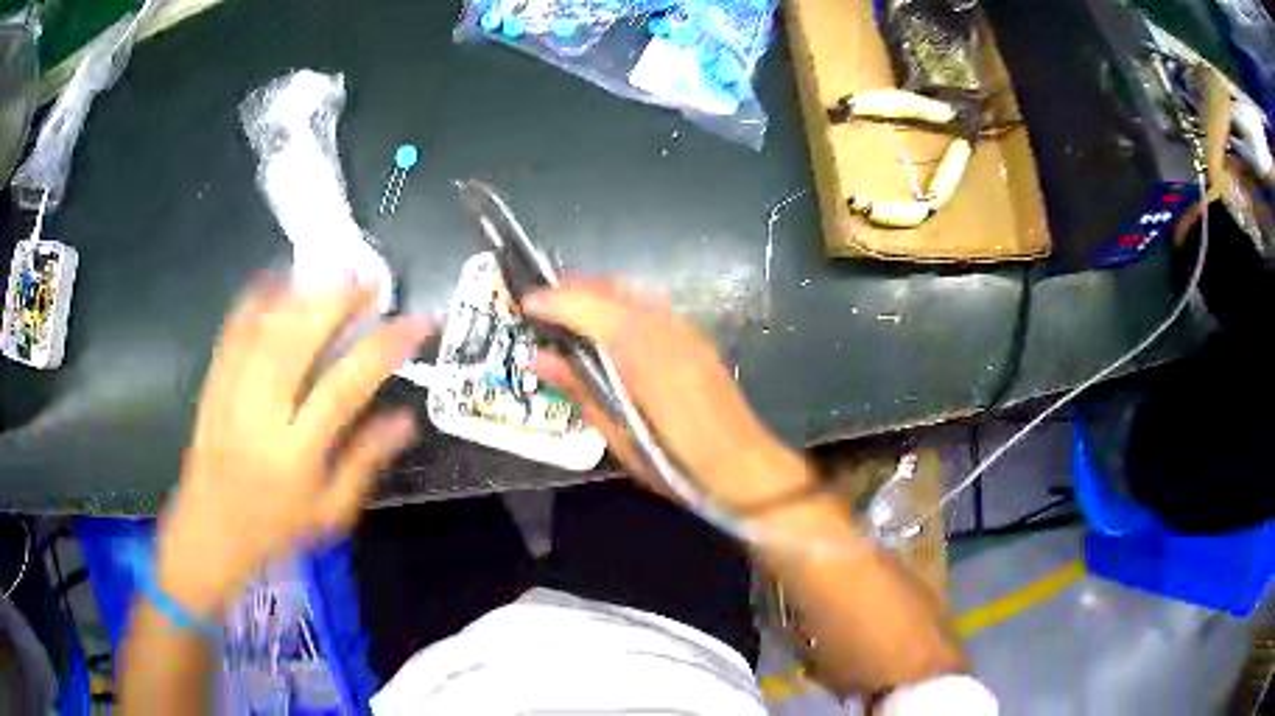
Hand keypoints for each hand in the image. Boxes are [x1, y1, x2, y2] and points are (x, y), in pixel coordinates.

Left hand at [155, 278, 432, 616]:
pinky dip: (259, 296)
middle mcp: (261, 414)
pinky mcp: (213, 380)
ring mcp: (232, 391)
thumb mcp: (330, 512)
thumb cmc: (275, 528)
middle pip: (299, 340)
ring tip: (336, 273)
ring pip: (267, 326)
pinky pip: (235, 329)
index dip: (385, 346)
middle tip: (371, 279)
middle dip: (338, 300)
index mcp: (296, 453)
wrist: (209, 530)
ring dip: (305, 292)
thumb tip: (407, 419)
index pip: (345, 386)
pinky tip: (280, 278)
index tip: (418, 321)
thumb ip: (366, 462)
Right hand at [524, 280, 813, 508]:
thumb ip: (579, 387)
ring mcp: (683, 328)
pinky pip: (647, 308)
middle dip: (572, 289)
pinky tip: (607, 330)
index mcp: (641, 349)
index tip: (524, 304)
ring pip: (630, 294)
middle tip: (540, 306)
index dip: (553, 300)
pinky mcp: (694, 338)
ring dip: (595, 296)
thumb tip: (538, 356)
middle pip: (610, 289)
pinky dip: (619, 308)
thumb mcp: (618, 432)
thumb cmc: (674, 461)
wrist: (743, 468)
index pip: (588, 305)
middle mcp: (663, 326)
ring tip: (567, 315)